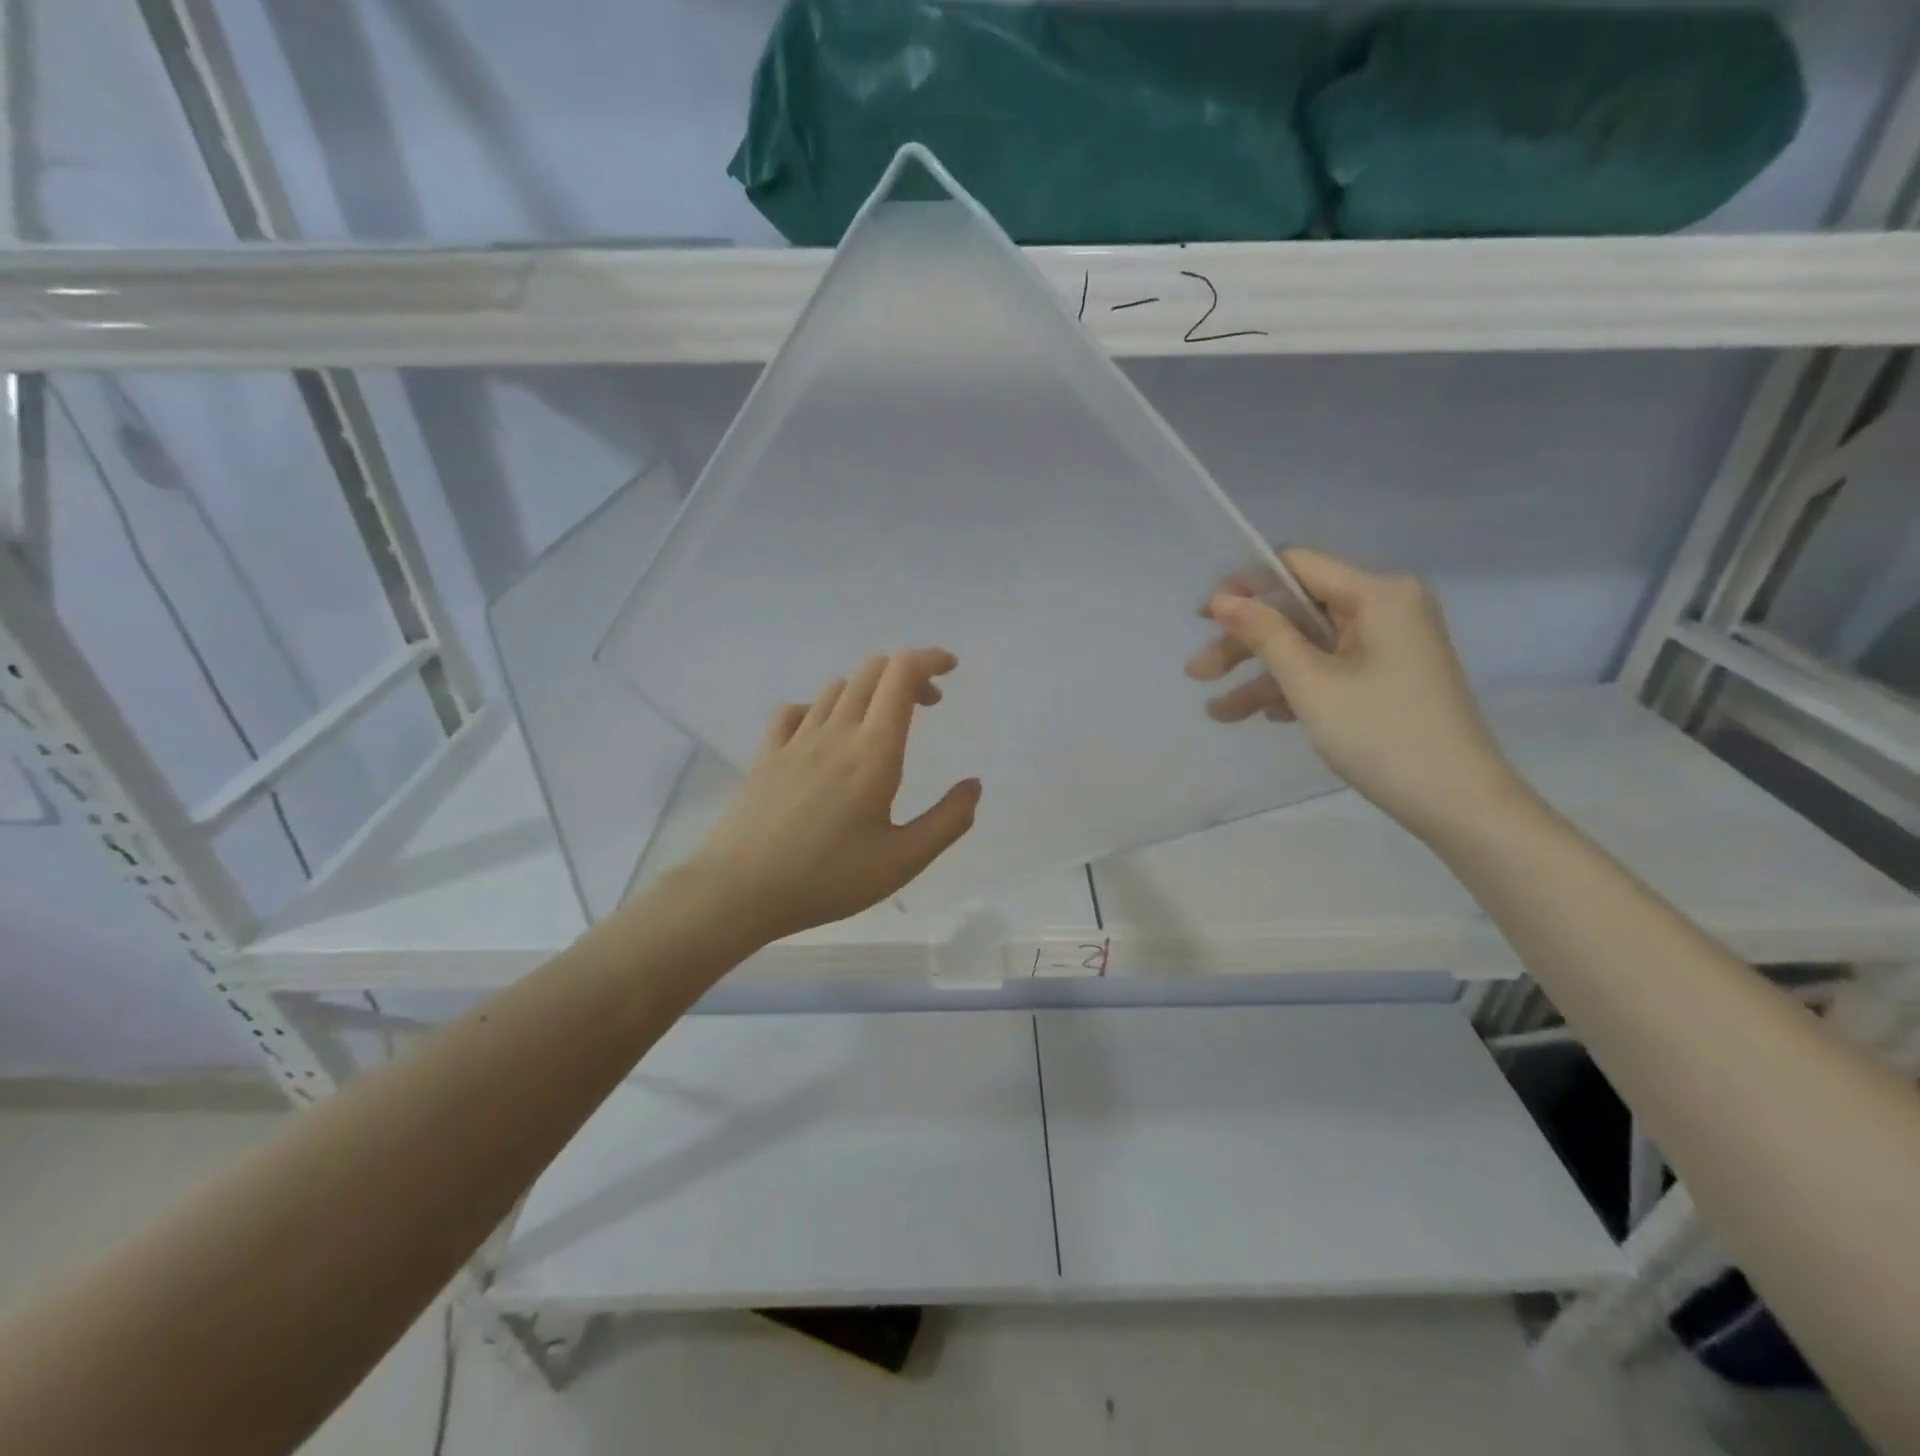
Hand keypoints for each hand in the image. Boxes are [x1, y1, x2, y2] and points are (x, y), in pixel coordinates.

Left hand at [688, 649, 980, 943]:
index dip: (929, 659)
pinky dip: (821, 707)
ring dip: (868, 689)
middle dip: (906, 673)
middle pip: (871, 671)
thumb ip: (947, 821)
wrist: (739, 890)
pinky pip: (796, 709)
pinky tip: (824, 734)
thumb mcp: (902, 861)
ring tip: (881, 722)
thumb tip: (974, 785)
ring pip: (836, 687)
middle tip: (927, 704)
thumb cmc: (827, 878)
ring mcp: (796, 739)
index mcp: (874, 751)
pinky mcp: (767, 754)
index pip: (902, 675)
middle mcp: (836, 731)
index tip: (950, 669)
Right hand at [1186, 548, 1525, 842]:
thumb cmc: (1382, 735)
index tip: (1203, 618)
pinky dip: (1294, 689)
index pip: (1296, 567)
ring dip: (1261, 676)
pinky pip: (1329, 669)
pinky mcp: (1387, 676)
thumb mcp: (1312, 684)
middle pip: (1297, 611)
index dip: (1244, 587)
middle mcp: (1386, 608)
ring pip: (1308, 646)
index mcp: (1378, 594)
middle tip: (1197, 674)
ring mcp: (1388, 644)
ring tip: (1216, 713)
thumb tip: (1223, 600)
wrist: (1458, 802)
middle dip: (1245, 644)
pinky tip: (1260, 716)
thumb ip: (1265, 635)